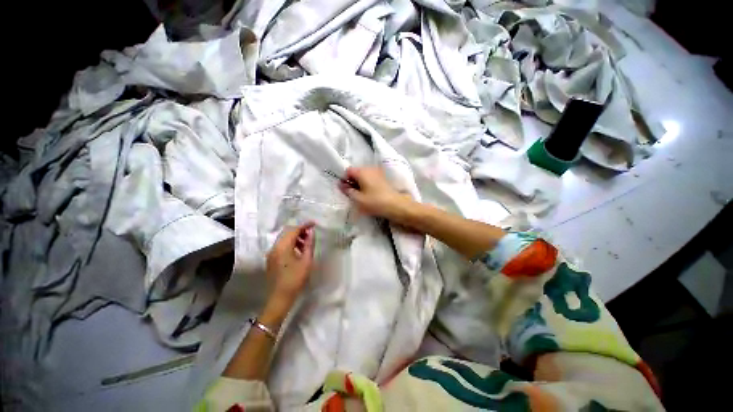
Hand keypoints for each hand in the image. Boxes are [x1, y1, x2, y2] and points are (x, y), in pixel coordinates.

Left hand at [265, 222, 315, 306]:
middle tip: (311, 234)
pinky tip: (298, 250)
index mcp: (283, 247)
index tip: (314, 224)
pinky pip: (281, 245)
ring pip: (283, 238)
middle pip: (287, 232)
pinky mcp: (271, 258)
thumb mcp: (306, 261)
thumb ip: (309, 244)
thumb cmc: (296, 279)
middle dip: (299, 230)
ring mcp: (271, 253)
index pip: (293, 230)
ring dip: (295, 237)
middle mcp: (274, 247)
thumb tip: (311, 232)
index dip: (304, 225)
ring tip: (306, 243)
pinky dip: (290, 243)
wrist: (280, 297)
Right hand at [339, 167, 412, 220]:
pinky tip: (369, 194)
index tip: (346, 190)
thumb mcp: (358, 199)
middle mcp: (369, 168)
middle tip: (353, 194)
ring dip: (360, 183)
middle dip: (352, 181)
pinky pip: (370, 178)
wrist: (395, 205)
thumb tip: (340, 184)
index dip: (344, 179)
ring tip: (361, 195)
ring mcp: (377, 172)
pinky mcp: (383, 178)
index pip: (348, 170)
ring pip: (363, 175)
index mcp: (362, 171)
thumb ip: (347, 191)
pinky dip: (367, 184)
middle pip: (356, 172)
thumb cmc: (375, 202)